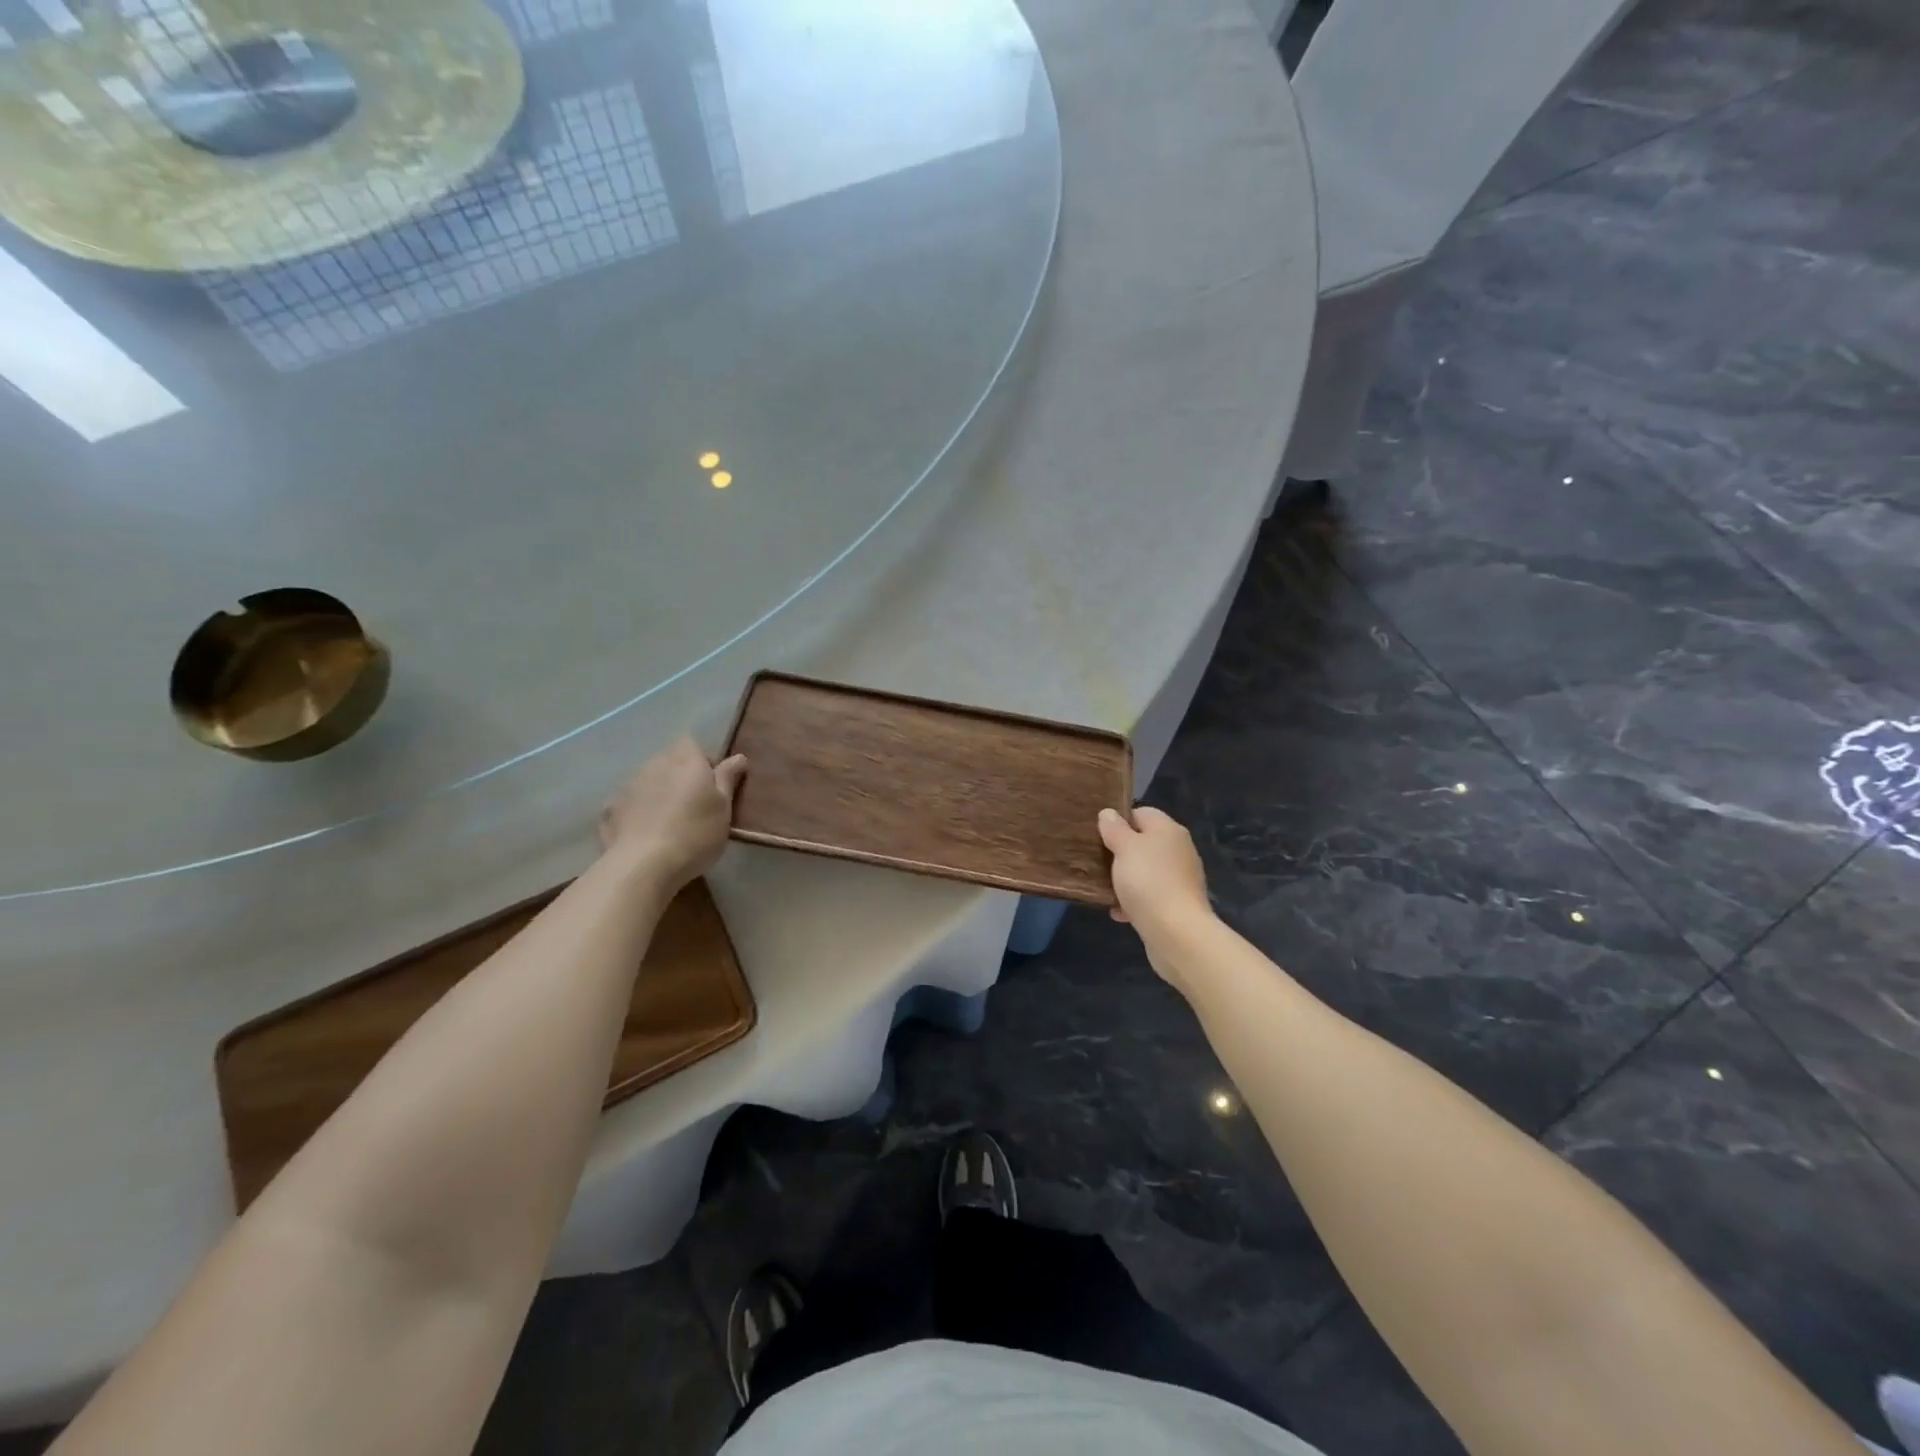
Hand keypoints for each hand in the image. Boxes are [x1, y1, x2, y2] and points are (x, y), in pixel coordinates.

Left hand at [599, 737, 747, 889]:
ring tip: (669, 820)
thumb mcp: (724, 807)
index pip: (692, 744)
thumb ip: (728, 778)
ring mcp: (629, 785)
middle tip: (694, 804)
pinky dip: (637, 810)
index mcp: (685, 761)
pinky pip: (629, 802)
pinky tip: (644, 832)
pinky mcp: (611, 809)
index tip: (713, 784)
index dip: (703, 759)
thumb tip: (738, 756)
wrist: (643, 865)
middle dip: (680, 775)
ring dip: (659, 792)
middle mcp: (655, 764)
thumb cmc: (695, 833)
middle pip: (669, 760)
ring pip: (648, 780)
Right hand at [1098, 806, 1215, 982]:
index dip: (1119, 820)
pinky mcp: (1178, 904)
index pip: (1141, 812)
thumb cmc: (1148, 881)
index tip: (1098, 834)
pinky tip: (1118, 912)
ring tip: (1104, 887)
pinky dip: (1134, 901)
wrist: (1177, 933)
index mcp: (1168, 830)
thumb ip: (1115, 829)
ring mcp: (1180, 878)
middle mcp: (1179, 849)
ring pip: (1146, 870)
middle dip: (1120, 852)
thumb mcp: (1124, 848)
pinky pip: (1151, 895)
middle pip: (1144, 842)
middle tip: (1096, 861)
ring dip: (1125, 878)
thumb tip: (1109, 813)